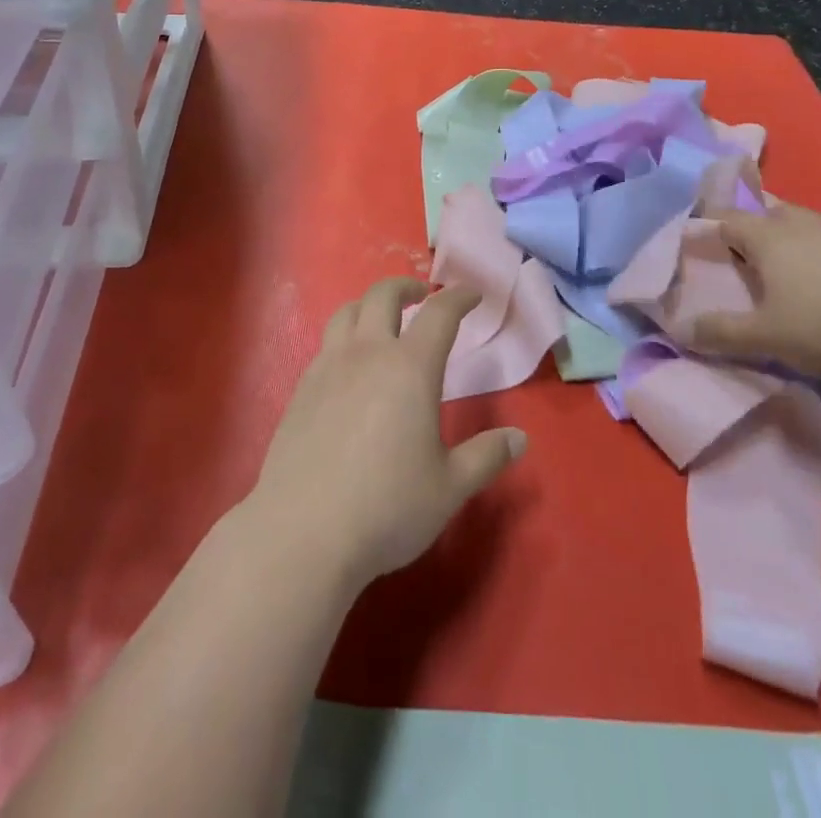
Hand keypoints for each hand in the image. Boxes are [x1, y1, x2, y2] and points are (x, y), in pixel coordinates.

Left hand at [246, 278, 526, 589]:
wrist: (303, 533)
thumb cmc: (387, 508)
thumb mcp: (449, 488)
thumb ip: (486, 457)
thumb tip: (519, 438)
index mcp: (410, 368)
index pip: (439, 314)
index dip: (458, 297)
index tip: (472, 294)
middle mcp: (367, 354)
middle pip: (383, 295)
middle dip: (407, 286)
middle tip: (422, 296)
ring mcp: (328, 368)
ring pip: (347, 312)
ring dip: (370, 304)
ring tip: (382, 320)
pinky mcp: (301, 389)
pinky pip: (326, 343)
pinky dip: (345, 336)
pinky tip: (351, 366)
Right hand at [690, 200, 820, 378]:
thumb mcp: (765, 337)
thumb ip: (721, 333)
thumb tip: (680, 332)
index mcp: (766, 236)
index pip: (725, 219)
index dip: (707, 229)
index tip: (696, 244)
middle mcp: (798, 224)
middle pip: (765, 212)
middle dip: (750, 228)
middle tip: (740, 255)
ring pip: (801, 223)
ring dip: (787, 237)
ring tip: (782, 264)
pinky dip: (820, 252)